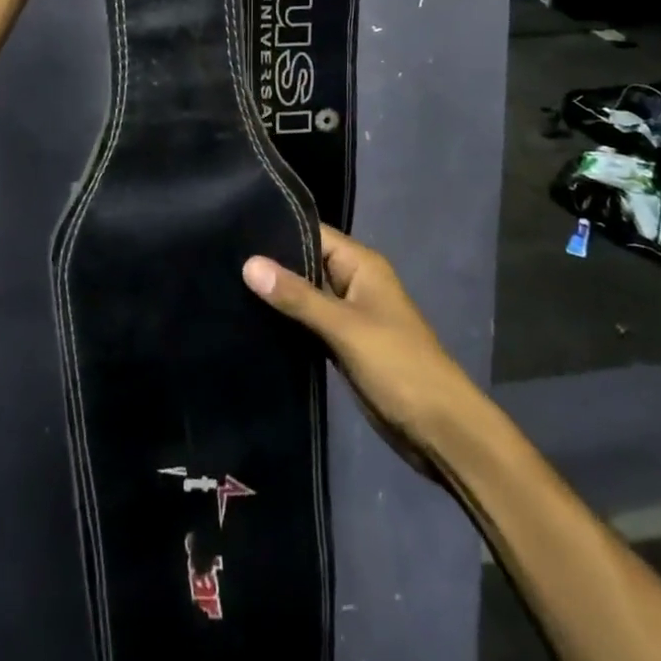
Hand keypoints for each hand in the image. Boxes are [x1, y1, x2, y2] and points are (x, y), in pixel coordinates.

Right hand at [244, 226, 480, 480]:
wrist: (440, 430)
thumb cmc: (398, 366)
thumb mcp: (345, 327)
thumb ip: (297, 297)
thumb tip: (249, 264)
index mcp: (360, 264)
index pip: (311, 232)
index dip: (275, 230)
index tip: (231, 229)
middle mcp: (352, 282)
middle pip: (304, 263)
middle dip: (270, 265)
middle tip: (220, 261)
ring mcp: (347, 315)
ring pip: (304, 296)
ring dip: (276, 297)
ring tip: (226, 288)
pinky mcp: (342, 345)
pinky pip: (308, 324)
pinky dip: (286, 323)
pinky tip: (250, 322)